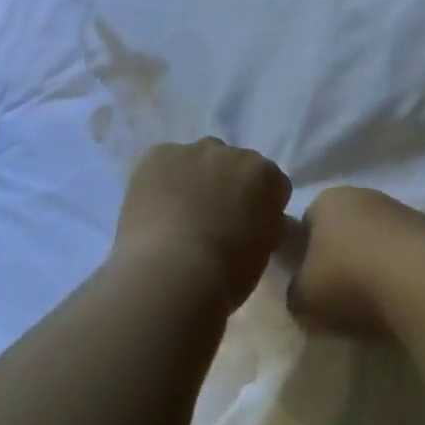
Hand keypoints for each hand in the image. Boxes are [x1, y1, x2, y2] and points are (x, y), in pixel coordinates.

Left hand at [112, 139, 291, 312]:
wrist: (172, 274)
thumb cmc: (227, 273)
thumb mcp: (264, 249)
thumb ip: (264, 222)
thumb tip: (252, 218)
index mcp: (266, 176)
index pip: (270, 183)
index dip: (259, 205)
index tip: (248, 226)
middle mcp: (235, 153)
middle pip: (233, 165)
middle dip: (226, 185)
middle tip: (212, 220)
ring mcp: (194, 151)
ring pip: (198, 160)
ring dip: (194, 178)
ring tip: (178, 216)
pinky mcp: (159, 154)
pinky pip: (164, 161)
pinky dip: (161, 179)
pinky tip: (154, 207)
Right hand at [287, 186, 424, 335]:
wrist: (421, 280)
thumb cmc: (348, 280)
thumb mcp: (301, 298)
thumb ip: (295, 291)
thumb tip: (303, 291)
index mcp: (326, 200)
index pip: (306, 223)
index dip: (305, 255)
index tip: (310, 284)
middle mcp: (363, 194)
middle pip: (344, 229)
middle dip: (341, 257)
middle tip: (340, 295)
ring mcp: (401, 209)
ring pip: (376, 239)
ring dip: (373, 264)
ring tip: (374, 302)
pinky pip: (404, 253)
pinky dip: (400, 272)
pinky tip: (401, 297)